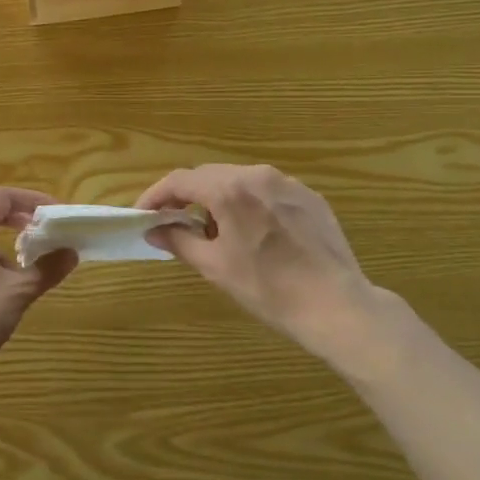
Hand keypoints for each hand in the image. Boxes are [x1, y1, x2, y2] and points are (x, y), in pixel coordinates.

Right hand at [136, 165, 378, 355]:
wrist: (335, 304)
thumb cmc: (268, 288)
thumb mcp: (215, 267)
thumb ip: (180, 241)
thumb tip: (153, 230)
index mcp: (230, 190)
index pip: (180, 181)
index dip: (156, 195)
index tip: (143, 214)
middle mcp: (258, 175)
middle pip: (209, 176)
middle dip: (186, 196)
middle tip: (172, 222)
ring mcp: (288, 183)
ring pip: (240, 181)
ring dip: (218, 198)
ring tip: (213, 230)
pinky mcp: (310, 197)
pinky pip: (268, 191)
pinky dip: (249, 204)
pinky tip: (253, 232)